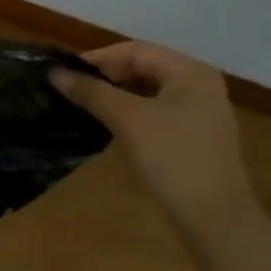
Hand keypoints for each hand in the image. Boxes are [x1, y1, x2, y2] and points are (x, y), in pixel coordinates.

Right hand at [53, 40, 256, 237]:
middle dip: (108, 75)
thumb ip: (91, 92)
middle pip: (145, 67)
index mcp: (190, 71)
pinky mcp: (197, 135)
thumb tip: (54, 72)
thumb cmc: (173, 160)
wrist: (216, 220)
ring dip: (118, 94)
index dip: (98, 59)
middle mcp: (200, 83)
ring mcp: (202, 110)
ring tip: (86, 104)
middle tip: (73, 89)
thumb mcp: (127, 120)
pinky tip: (112, 124)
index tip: (65, 73)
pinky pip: (159, 110)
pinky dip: (133, 111)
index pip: (136, 50)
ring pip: (151, 90)